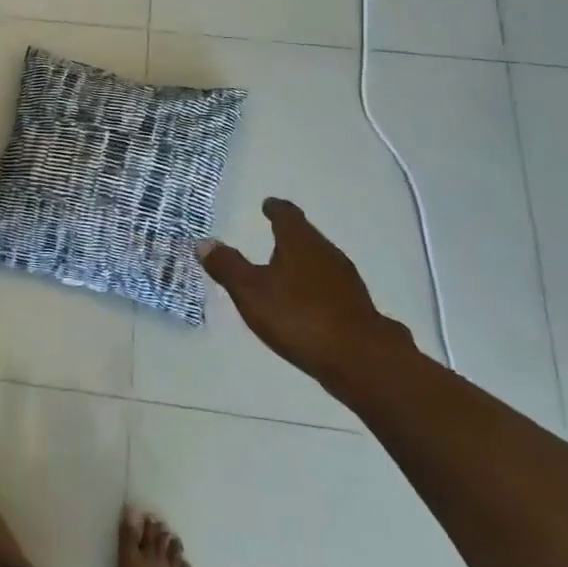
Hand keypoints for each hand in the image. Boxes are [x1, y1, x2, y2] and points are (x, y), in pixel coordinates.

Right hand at [201, 197, 412, 383]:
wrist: (363, 361)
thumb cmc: (299, 317)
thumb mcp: (251, 292)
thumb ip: (227, 267)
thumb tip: (205, 242)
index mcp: (300, 242)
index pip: (287, 215)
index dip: (275, 209)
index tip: (268, 205)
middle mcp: (327, 253)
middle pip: (307, 236)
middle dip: (290, 236)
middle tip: (273, 237)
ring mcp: (348, 281)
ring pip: (321, 262)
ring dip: (304, 263)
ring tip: (286, 271)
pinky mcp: (359, 308)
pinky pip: (332, 287)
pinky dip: (317, 288)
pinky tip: (309, 304)